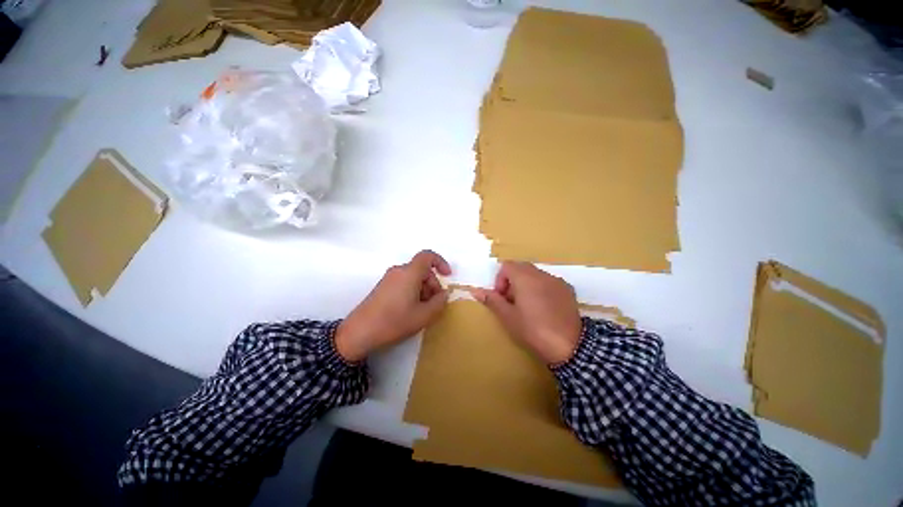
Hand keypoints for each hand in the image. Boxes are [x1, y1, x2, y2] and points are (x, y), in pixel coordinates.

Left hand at [335, 250, 451, 361]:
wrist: (360, 332)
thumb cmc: (394, 321)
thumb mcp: (424, 315)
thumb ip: (439, 302)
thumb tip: (443, 294)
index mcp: (409, 273)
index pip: (427, 256)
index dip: (440, 262)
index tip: (447, 276)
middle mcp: (398, 271)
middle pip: (421, 269)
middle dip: (432, 284)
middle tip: (434, 303)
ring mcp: (389, 279)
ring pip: (413, 277)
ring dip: (423, 289)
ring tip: (422, 310)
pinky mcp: (382, 287)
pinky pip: (403, 282)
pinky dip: (412, 291)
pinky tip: (410, 310)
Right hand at [473, 261, 581, 364]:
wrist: (570, 345)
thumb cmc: (533, 330)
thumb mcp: (508, 316)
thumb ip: (492, 300)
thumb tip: (474, 290)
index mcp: (524, 277)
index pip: (507, 266)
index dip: (500, 279)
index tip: (502, 297)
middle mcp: (541, 273)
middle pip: (521, 268)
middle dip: (512, 281)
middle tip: (512, 301)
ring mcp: (556, 280)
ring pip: (535, 274)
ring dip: (526, 284)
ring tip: (528, 306)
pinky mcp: (567, 289)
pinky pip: (548, 282)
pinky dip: (541, 288)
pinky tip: (544, 308)